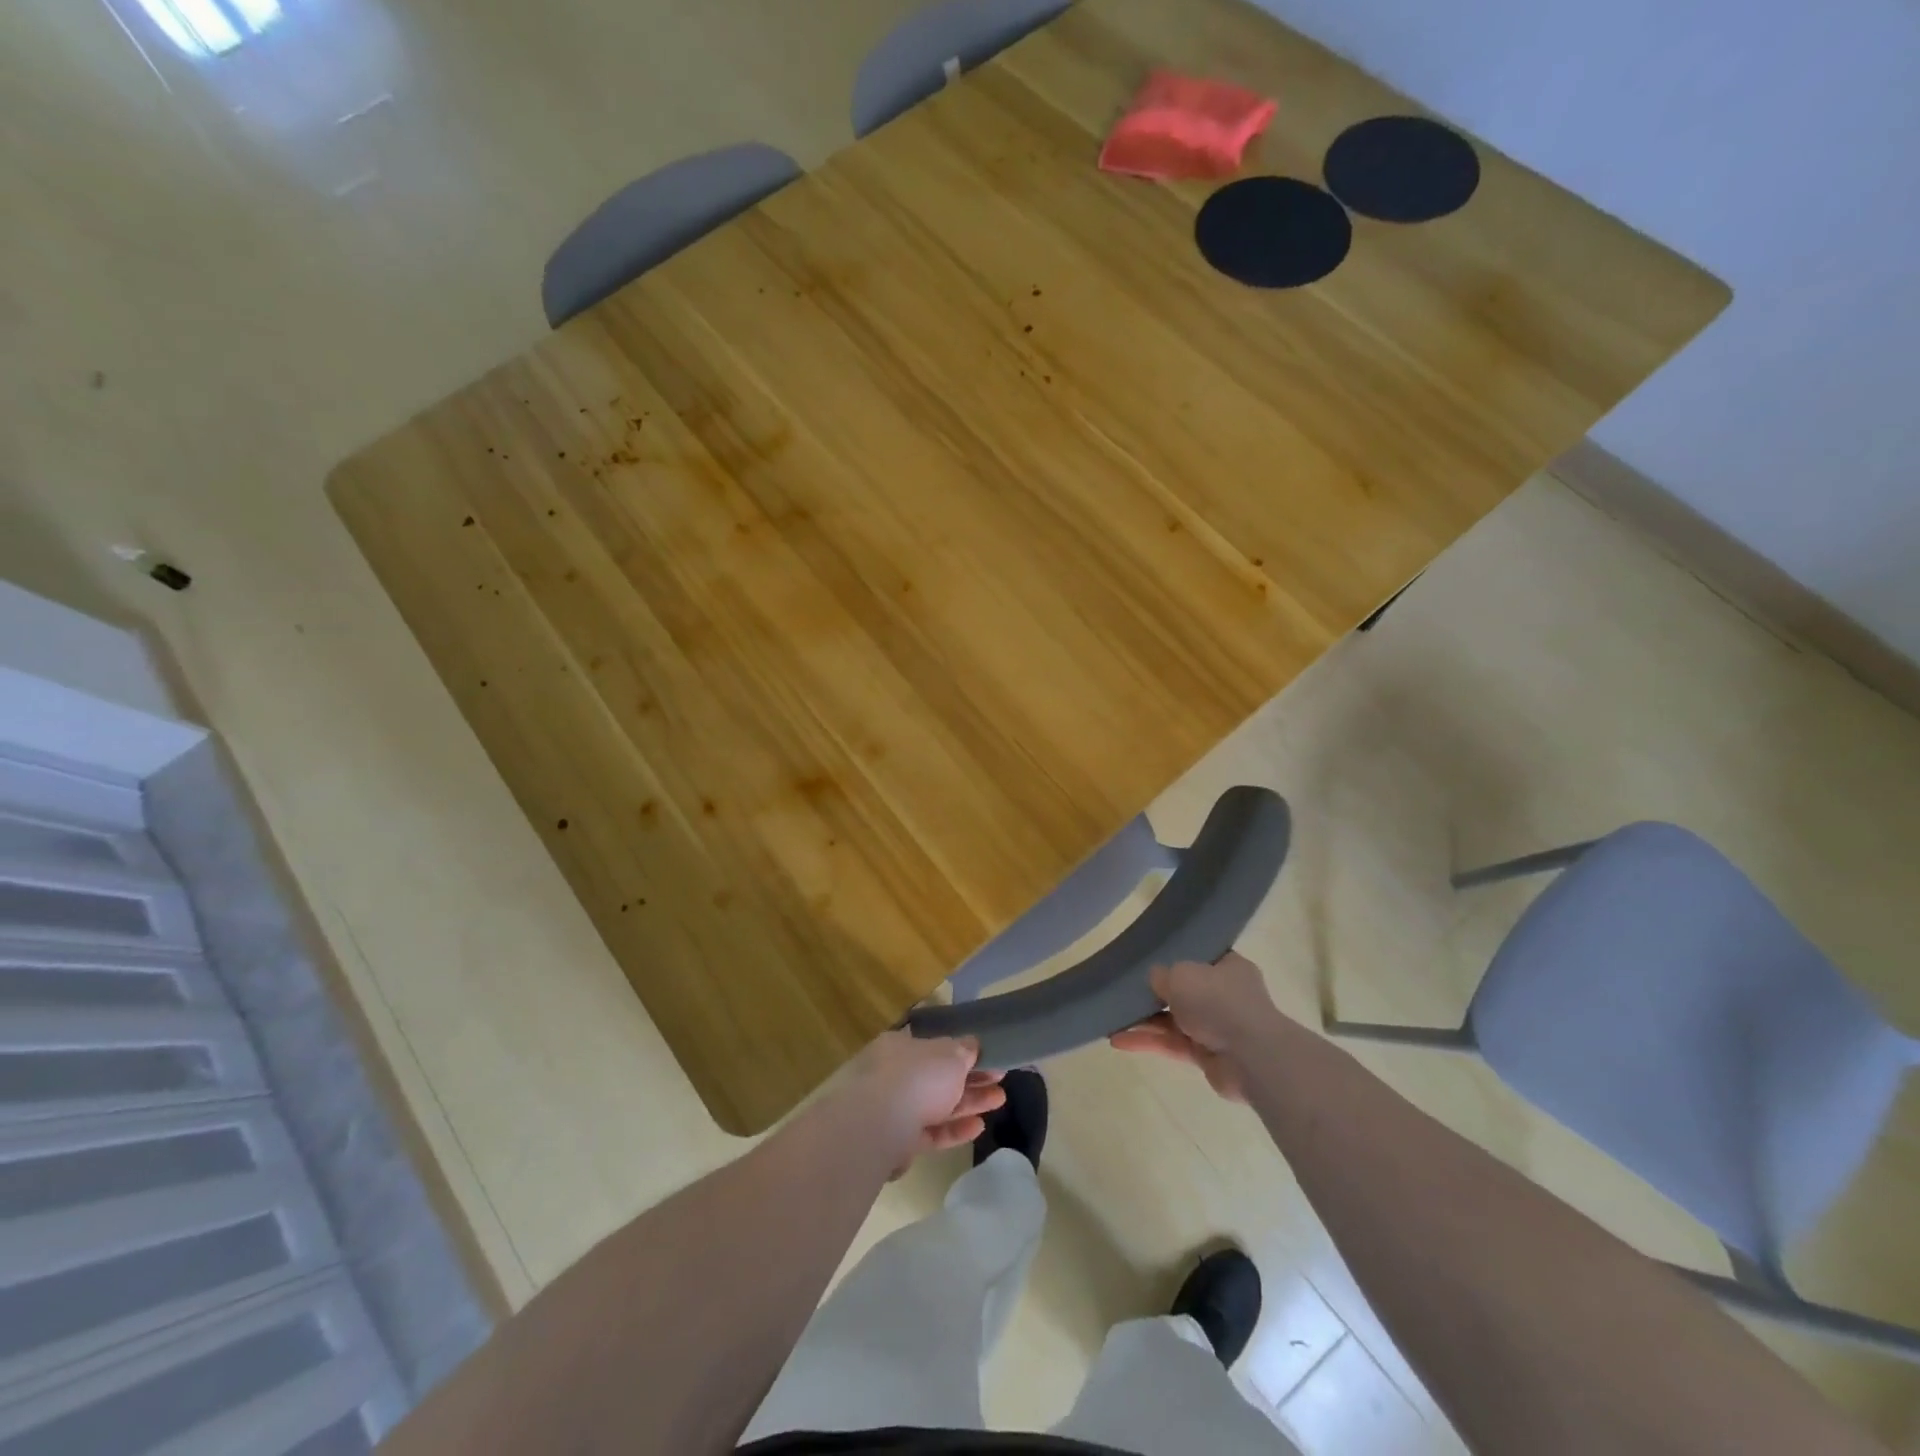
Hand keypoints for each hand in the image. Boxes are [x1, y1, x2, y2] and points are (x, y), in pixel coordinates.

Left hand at [837, 1030, 1005, 1168]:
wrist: (878, 1125)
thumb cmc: (917, 1076)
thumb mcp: (949, 1055)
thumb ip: (963, 1050)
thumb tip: (972, 1044)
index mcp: (901, 1046)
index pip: (933, 1046)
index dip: (961, 1051)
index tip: (986, 1057)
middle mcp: (894, 1074)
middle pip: (938, 1077)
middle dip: (971, 1079)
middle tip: (1000, 1080)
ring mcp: (893, 1109)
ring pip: (936, 1104)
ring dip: (968, 1103)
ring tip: (999, 1100)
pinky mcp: (897, 1142)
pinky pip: (930, 1132)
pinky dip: (953, 1130)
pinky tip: (979, 1127)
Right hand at [1109, 952, 1279, 1101]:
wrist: (1251, 1057)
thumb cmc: (1218, 1001)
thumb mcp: (1181, 974)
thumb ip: (1162, 974)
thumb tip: (1155, 979)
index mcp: (1228, 967)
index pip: (1200, 957)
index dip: (1176, 957)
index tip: (1149, 958)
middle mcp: (1225, 995)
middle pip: (1184, 991)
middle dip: (1154, 993)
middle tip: (1124, 990)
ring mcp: (1216, 1027)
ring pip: (1174, 1020)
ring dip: (1145, 1020)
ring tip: (1112, 1017)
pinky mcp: (1206, 1056)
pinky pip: (1171, 1044)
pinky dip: (1147, 1042)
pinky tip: (1118, 1040)